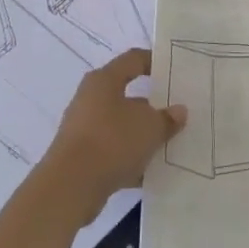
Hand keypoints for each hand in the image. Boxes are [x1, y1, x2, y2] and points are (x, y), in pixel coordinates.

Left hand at [41, 50, 184, 219]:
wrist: (70, 187)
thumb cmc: (112, 141)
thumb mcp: (150, 128)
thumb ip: (167, 118)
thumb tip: (179, 111)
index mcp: (104, 80)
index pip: (133, 59)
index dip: (154, 61)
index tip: (174, 71)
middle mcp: (90, 98)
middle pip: (126, 95)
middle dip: (151, 106)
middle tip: (175, 113)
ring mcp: (83, 129)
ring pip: (120, 126)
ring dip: (141, 135)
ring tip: (167, 145)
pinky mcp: (80, 157)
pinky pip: (111, 151)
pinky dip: (128, 158)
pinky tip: (149, 173)